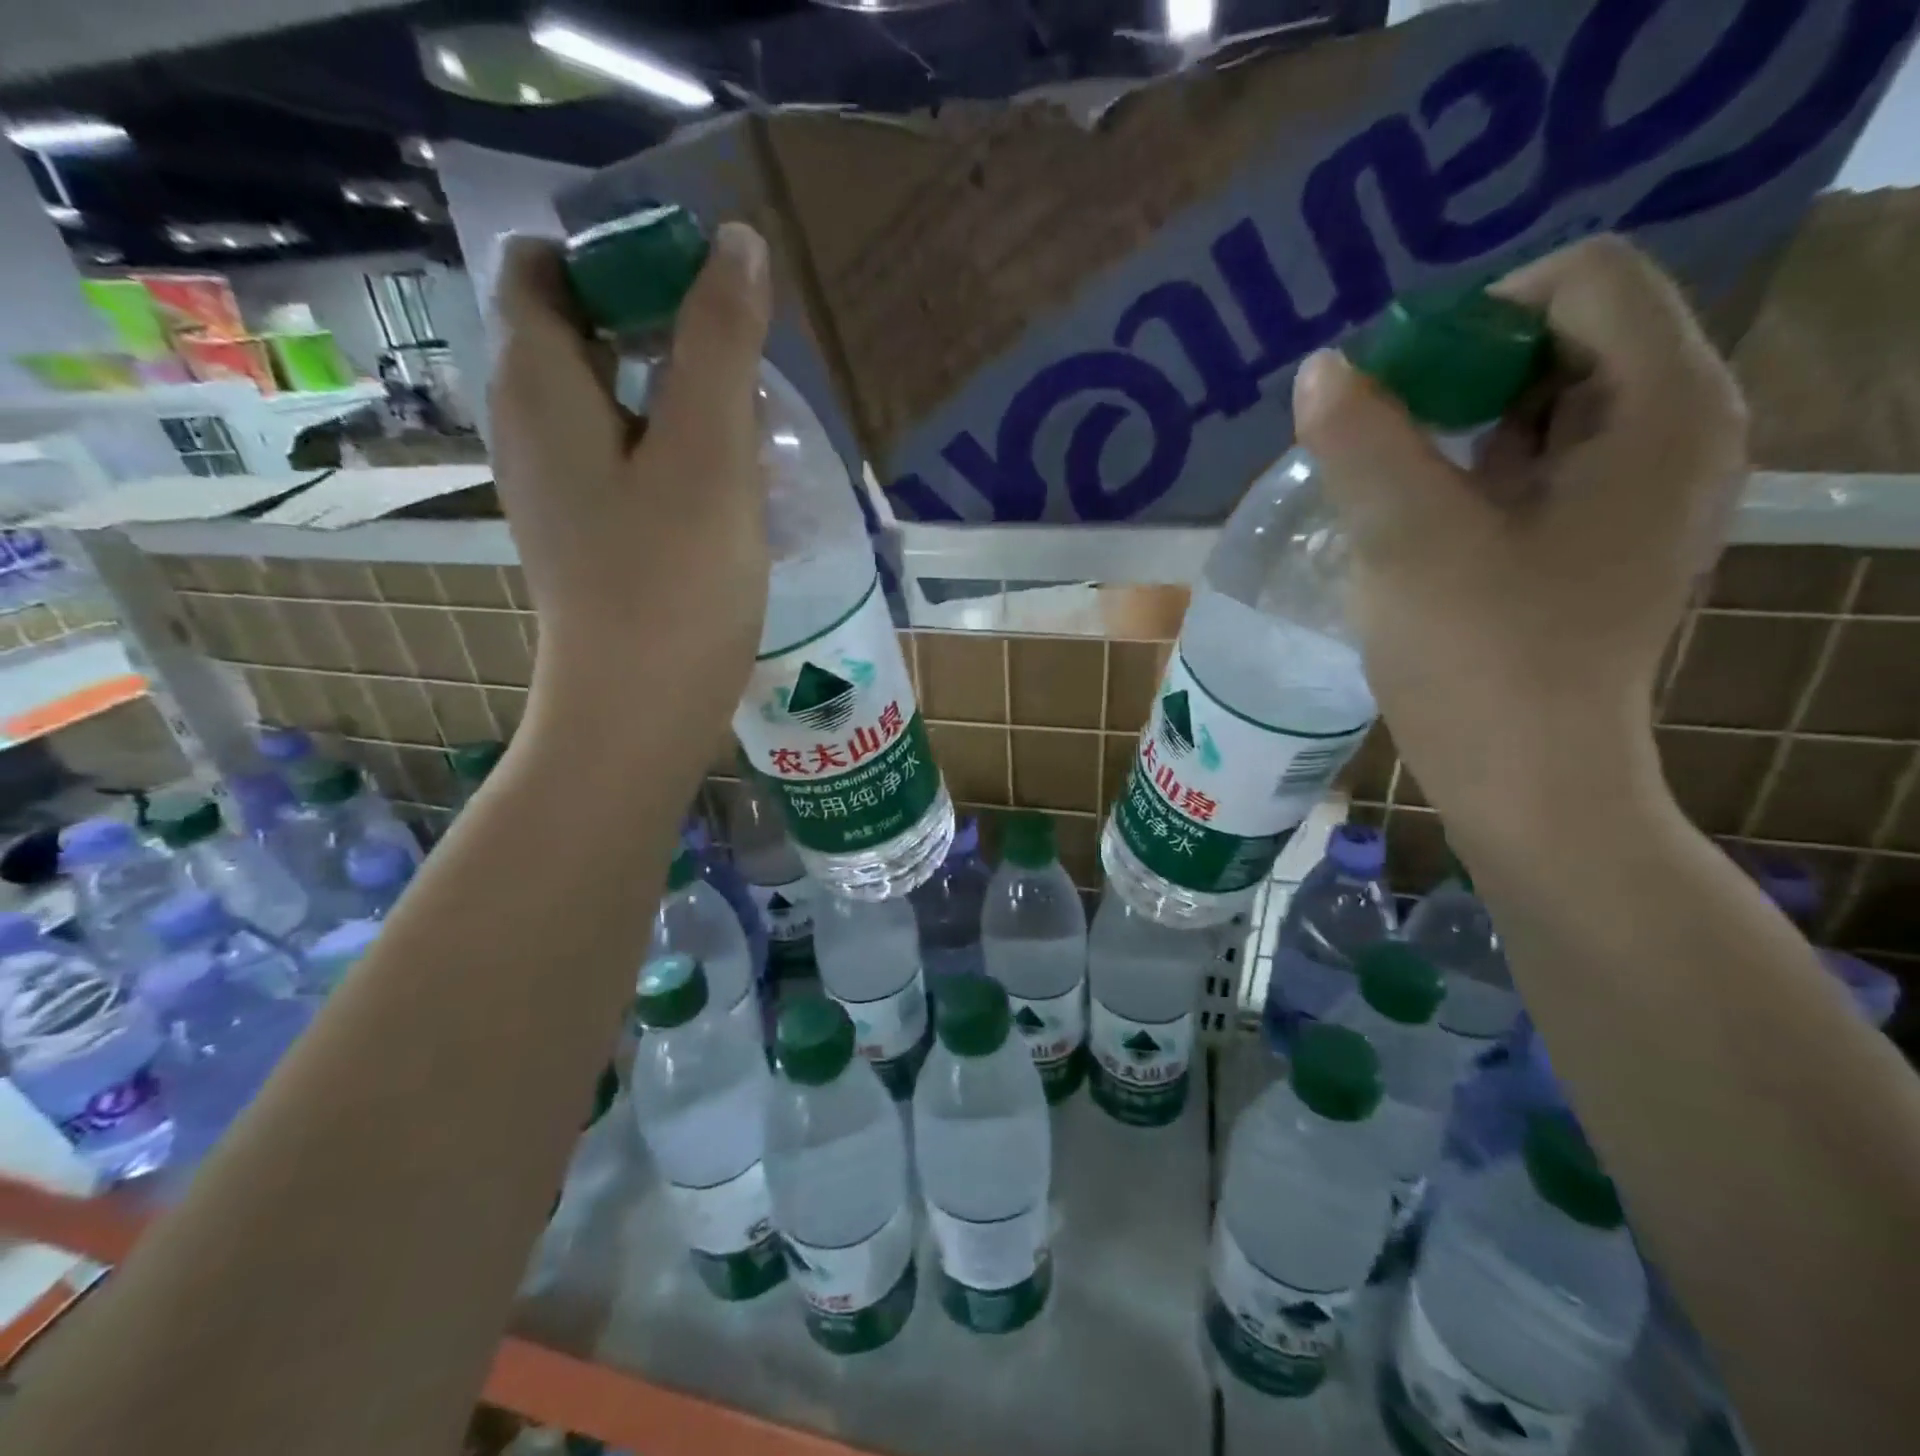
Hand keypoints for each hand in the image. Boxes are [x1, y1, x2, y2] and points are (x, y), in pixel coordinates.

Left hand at [487, 224, 772, 743]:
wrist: (639, 708)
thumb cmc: (672, 580)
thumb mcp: (708, 452)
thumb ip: (718, 341)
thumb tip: (737, 243)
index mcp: (539, 383)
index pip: (546, 263)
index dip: (617, 252)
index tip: (701, 284)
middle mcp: (529, 422)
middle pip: (581, 328)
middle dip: (660, 321)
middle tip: (741, 353)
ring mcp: (557, 483)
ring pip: (610, 397)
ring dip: (675, 389)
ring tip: (747, 417)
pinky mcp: (589, 530)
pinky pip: (624, 455)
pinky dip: (671, 444)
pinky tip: (726, 479)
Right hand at [1296, 236, 1747, 837]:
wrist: (1527, 777)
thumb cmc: (1480, 659)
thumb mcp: (1407, 541)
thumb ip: (1362, 441)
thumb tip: (1321, 369)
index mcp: (1662, 409)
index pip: (1583, 280)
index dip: (1476, 317)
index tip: (1397, 396)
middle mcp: (1679, 430)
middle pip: (1569, 334)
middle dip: (1460, 372)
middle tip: (1383, 439)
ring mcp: (1646, 489)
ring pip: (1549, 400)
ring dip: (1458, 423)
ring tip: (1392, 481)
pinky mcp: (1606, 535)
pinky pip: (1543, 459)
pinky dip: (1475, 466)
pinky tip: (1422, 517)